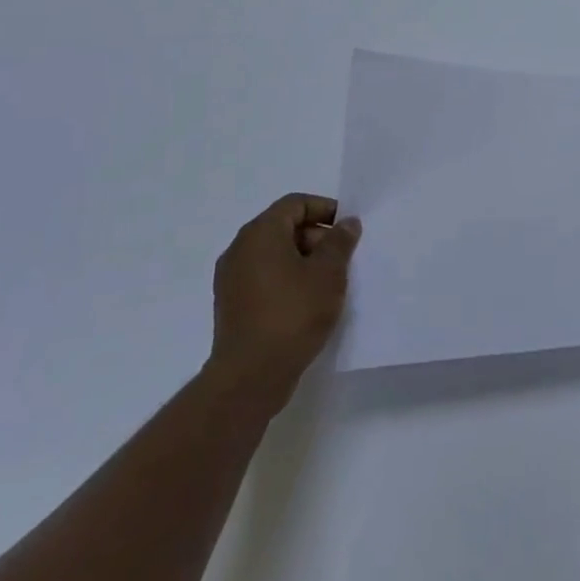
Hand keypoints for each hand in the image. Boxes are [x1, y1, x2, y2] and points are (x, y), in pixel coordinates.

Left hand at [203, 193, 360, 414]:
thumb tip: (346, 222)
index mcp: (260, 233)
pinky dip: (287, 280)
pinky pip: (264, 278)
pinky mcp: (231, 305)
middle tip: (342, 259)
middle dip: (316, 237)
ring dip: (303, 261)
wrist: (250, 377)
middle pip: (283, 227)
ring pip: (274, 255)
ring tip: (328, 284)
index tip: (348, 229)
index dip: (325, 209)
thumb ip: (340, 242)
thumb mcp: (328, 273)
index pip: (295, 204)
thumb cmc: (293, 313)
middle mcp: (240, 249)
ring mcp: (231, 279)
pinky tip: (307, 303)